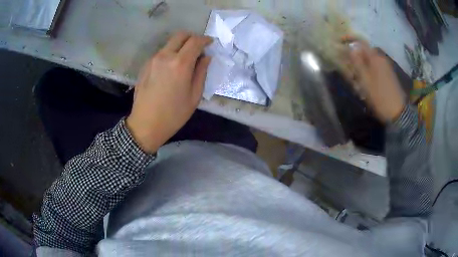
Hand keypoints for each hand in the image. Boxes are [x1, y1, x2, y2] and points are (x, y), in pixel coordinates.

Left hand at [126, 32, 211, 152]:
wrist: (145, 124)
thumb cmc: (173, 114)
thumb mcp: (194, 96)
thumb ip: (201, 72)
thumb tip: (206, 57)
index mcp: (180, 63)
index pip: (195, 41)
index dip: (205, 40)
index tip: (210, 43)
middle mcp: (165, 56)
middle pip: (181, 35)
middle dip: (192, 37)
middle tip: (198, 48)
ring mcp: (153, 59)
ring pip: (170, 43)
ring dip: (180, 46)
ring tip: (185, 60)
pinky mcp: (145, 65)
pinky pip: (161, 53)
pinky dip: (170, 53)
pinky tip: (171, 68)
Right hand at [347, 41, 405, 122]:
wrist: (398, 113)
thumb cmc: (380, 97)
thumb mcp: (366, 80)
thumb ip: (357, 62)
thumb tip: (351, 47)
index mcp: (375, 57)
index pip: (360, 43)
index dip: (350, 41)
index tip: (340, 44)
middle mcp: (381, 58)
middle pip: (365, 52)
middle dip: (356, 59)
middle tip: (349, 70)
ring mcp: (386, 67)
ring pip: (370, 61)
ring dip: (362, 67)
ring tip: (357, 81)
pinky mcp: (389, 75)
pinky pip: (375, 68)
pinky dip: (369, 72)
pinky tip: (367, 84)